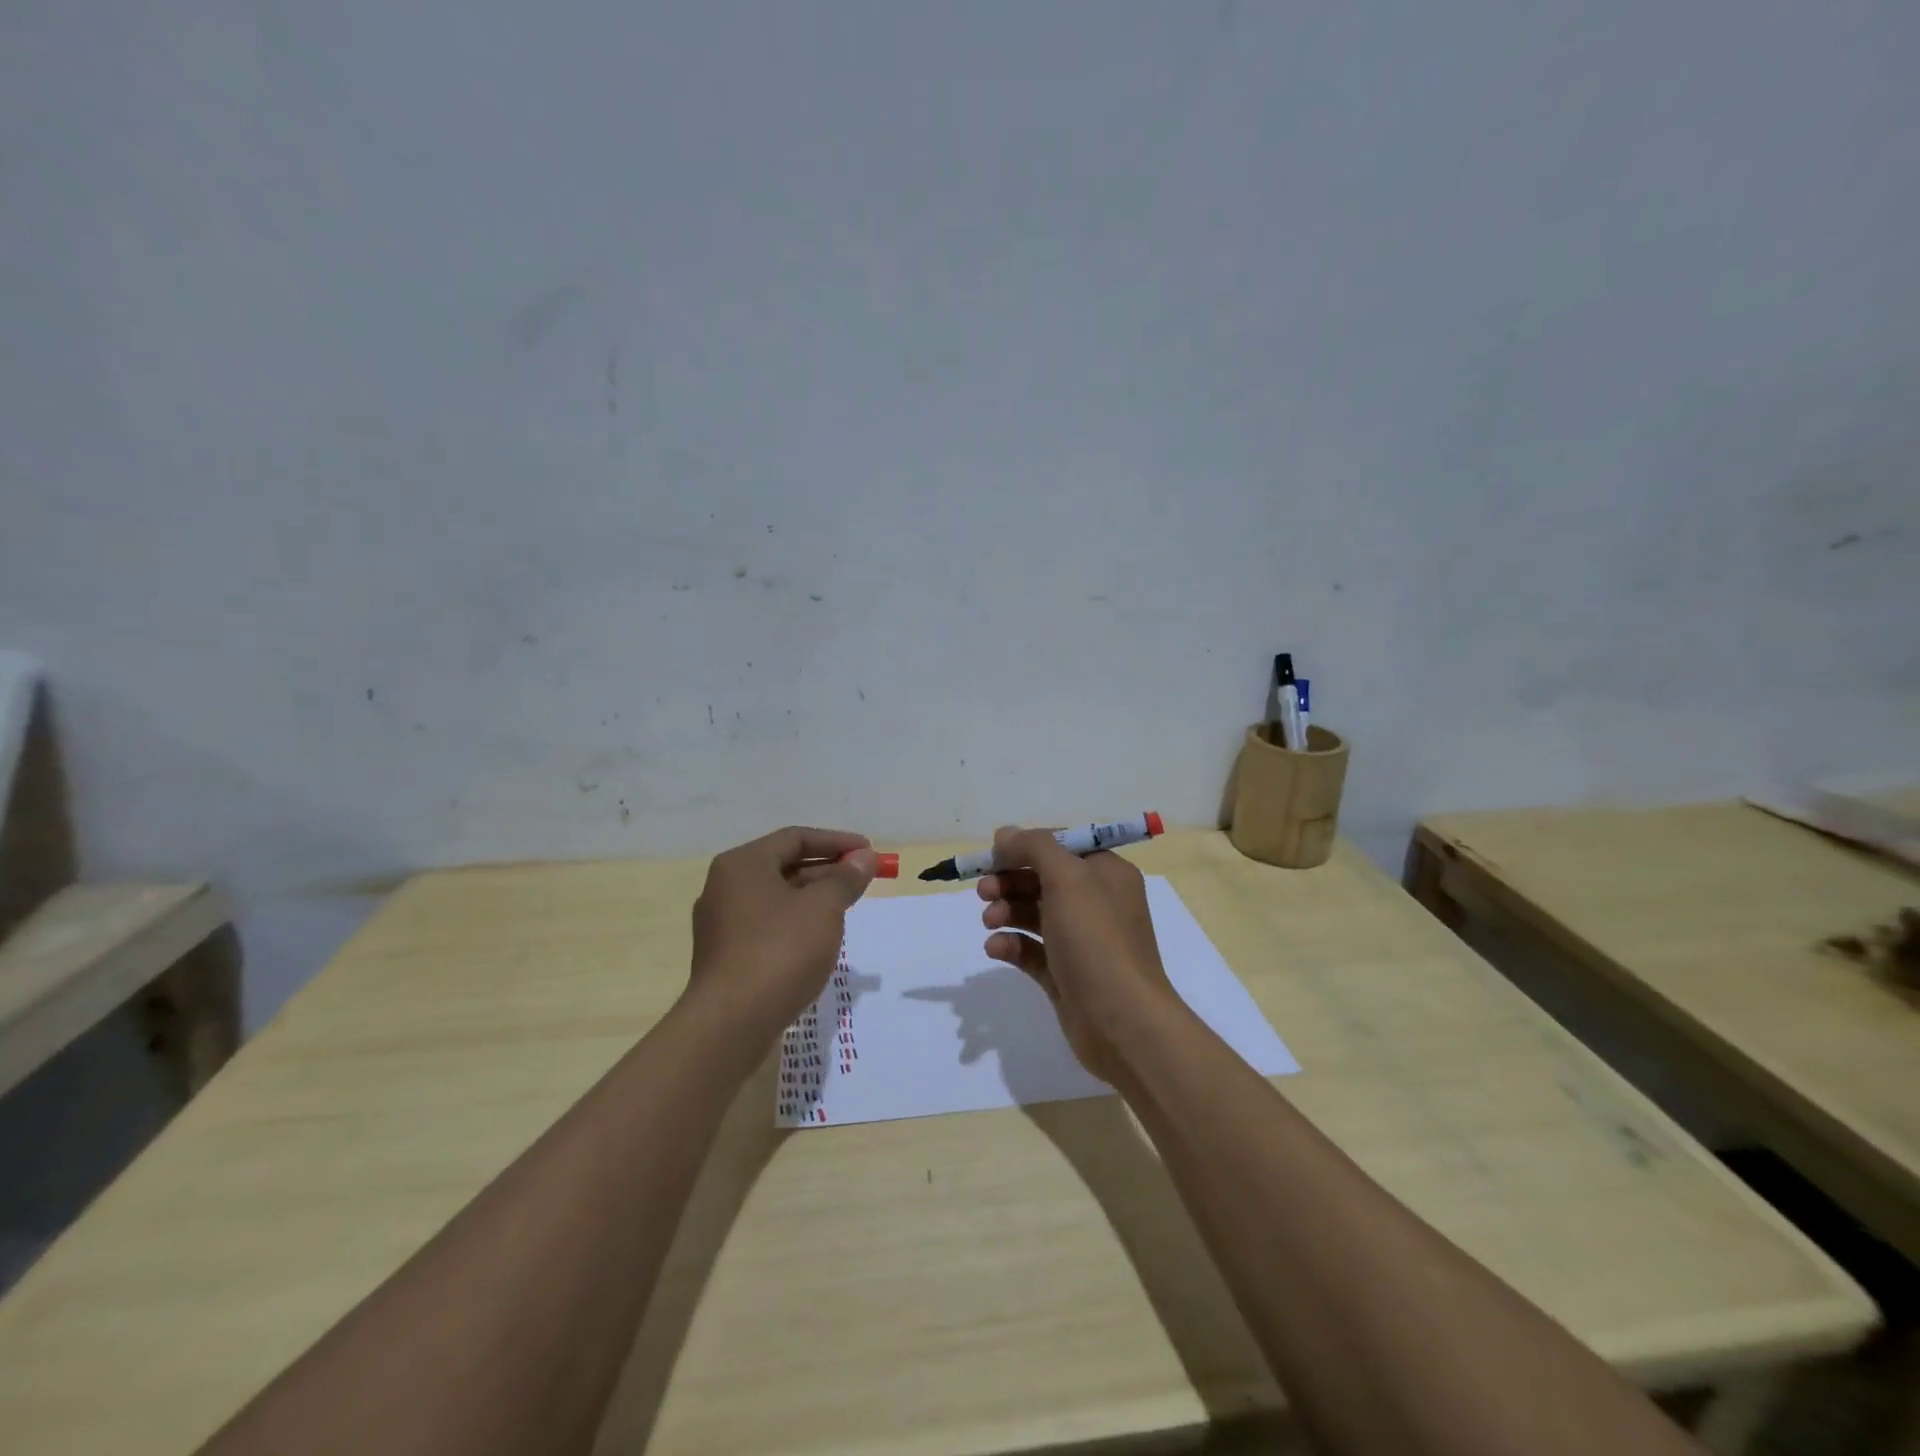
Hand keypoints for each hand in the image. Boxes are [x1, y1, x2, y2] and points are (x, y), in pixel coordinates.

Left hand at [688, 826, 878, 1051]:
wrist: (731, 1024)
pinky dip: (796, 923)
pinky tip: (820, 939)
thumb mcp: (823, 908)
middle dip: (827, 870)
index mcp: (743, 864)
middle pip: (784, 866)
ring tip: (847, 908)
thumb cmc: (780, 951)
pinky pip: (768, 925)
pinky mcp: (726, 956)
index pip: (795, 838)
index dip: (837, 842)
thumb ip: (846, 878)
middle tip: (862, 880)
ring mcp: (721, 924)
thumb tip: (864, 858)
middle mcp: (725, 887)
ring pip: (777, 898)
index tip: (868, 852)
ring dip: (814, 898)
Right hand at [978, 826, 1179, 1084]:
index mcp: (1106, 873)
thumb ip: (1035, 847)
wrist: (1122, 1022)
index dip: (1026, 847)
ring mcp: (1081, 941)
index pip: (1062, 846)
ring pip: (1034, 914)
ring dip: (1006, 910)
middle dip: (1010, 880)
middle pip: (1043, 879)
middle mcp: (1096, 902)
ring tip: (989, 921)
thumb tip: (1006, 834)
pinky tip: (996, 948)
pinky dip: (1011, 944)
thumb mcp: (1068, 878)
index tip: (993, 855)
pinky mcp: (1065, 974)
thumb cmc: (1097, 939)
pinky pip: (1031, 950)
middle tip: (984, 890)